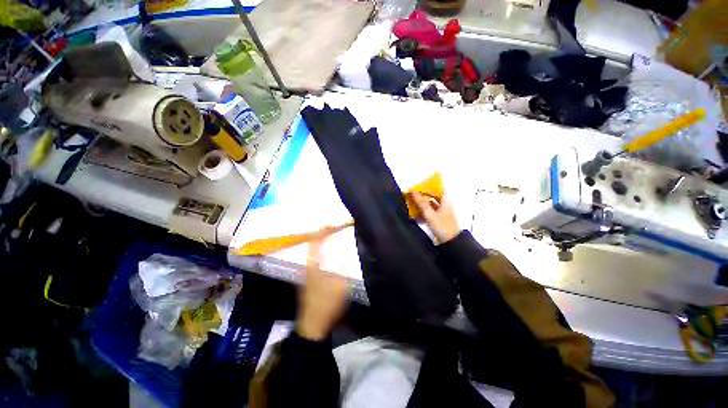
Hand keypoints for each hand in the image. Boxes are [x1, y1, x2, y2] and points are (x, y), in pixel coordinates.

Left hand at [296, 237, 349, 340]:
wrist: (312, 326)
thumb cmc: (326, 304)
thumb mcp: (341, 285)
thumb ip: (345, 268)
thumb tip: (347, 254)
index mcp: (313, 266)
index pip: (315, 243)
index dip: (321, 232)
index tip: (329, 225)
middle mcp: (307, 268)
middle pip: (312, 247)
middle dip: (321, 237)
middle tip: (332, 231)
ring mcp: (306, 275)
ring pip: (313, 255)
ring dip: (321, 246)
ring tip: (331, 241)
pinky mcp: (308, 282)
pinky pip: (315, 262)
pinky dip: (321, 256)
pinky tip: (329, 258)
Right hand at [411, 192, 459, 243]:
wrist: (450, 242)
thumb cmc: (442, 226)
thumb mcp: (430, 214)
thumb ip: (421, 203)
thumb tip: (413, 192)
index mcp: (445, 200)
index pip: (435, 189)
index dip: (426, 187)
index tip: (416, 187)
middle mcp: (444, 204)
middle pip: (432, 196)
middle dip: (421, 196)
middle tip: (411, 195)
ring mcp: (442, 211)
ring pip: (430, 204)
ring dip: (421, 204)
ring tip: (411, 203)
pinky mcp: (439, 218)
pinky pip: (430, 211)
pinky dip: (423, 211)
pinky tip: (416, 213)